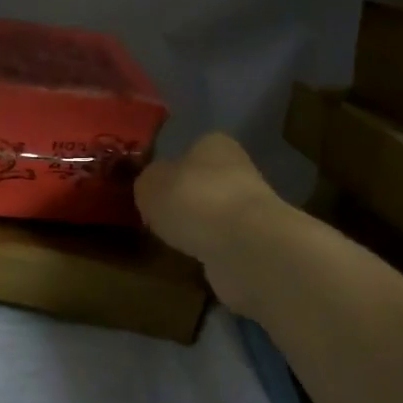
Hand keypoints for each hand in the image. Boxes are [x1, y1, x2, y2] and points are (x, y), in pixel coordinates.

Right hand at [135, 133, 284, 310]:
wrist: (243, 246)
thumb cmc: (193, 200)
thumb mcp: (150, 184)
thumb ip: (147, 182)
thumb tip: (151, 189)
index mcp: (214, 144)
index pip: (191, 148)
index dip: (170, 166)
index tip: (153, 188)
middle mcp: (238, 170)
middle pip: (204, 182)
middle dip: (185, 199)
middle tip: (157, 216)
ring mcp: (250, 209)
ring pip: (214, 214)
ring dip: (198, 226)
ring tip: (172, 239)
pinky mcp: (255, 244)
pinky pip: (223, 243)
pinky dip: (209, 250)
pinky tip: (194, 257)